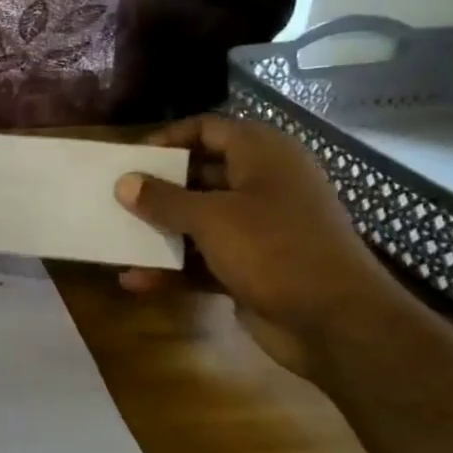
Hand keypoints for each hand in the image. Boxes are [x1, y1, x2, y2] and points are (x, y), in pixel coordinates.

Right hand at [114, 115, 412, 376]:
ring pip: (198, 220)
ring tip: (117, 238)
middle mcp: (262, 186)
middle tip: (115, 196)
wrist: (336, 323)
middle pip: (199, 176)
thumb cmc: (274, 249)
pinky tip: (135, 280)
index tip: (131, 158)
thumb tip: (124, 183)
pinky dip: (173, 269)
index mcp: (263, 157)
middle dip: (157, 188)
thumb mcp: (210, 218)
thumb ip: (162, 199)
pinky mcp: (251, 267)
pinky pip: (203, 260)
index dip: (169, 138)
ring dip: (159, 231)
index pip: (209, 129)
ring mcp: (258, 229)